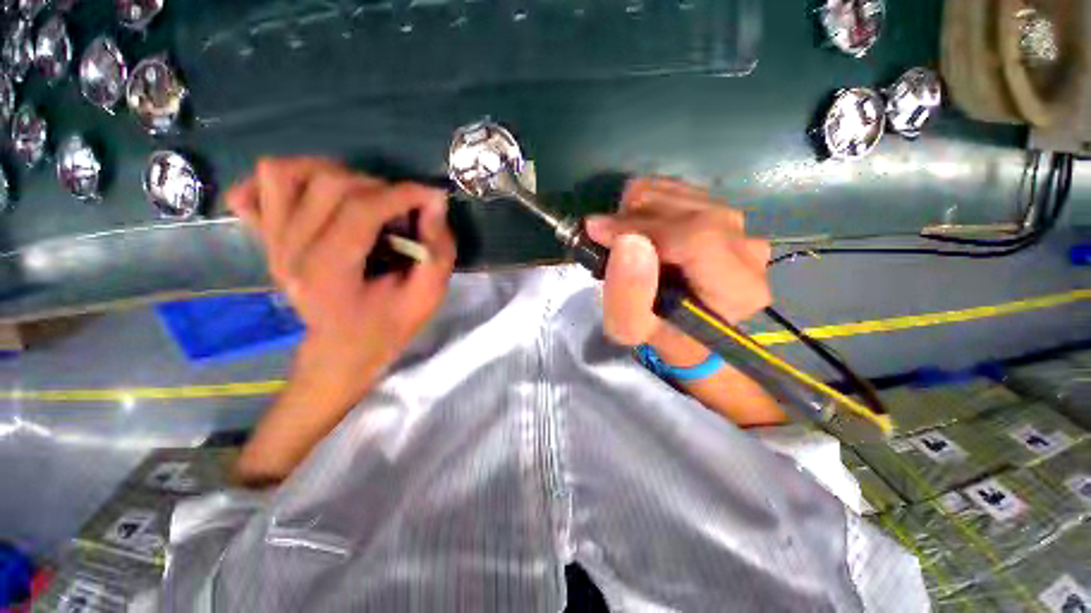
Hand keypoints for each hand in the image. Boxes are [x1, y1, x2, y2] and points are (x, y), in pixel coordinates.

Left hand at [227, 158, 455, 381]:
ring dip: (330, 173)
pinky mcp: (264, 239)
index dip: (402, 194)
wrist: (344, 348)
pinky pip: (251, 191)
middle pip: (326, 185)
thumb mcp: (428, 296)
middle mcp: (290, 252)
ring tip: (361, 194)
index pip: (360, 210)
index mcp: (330, 273)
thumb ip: (438, 251)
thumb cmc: (389, 325)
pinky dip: (283, 182)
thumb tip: (434, 202)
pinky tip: (315, 197)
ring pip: (282, 173)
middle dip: (377, 186)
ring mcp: (270, 243)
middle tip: (401, 207)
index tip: (431, 196)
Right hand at [585, 178, 770, 364]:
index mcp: (737, 288)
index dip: (642, 227)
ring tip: (621, 235)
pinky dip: (649, 201)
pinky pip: (682, 190)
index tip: (599, 232)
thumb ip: (626, 293)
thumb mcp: (630, 327)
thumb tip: (627, 240)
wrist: (682, 326)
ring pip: (684, 193)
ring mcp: (741, 228)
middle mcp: (749, 252)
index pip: (696, 237)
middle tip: (605, 235)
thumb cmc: (657, 332)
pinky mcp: (724, 214)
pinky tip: (639, 226)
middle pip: (690, 209)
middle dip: (634, 216)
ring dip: (639, 208)